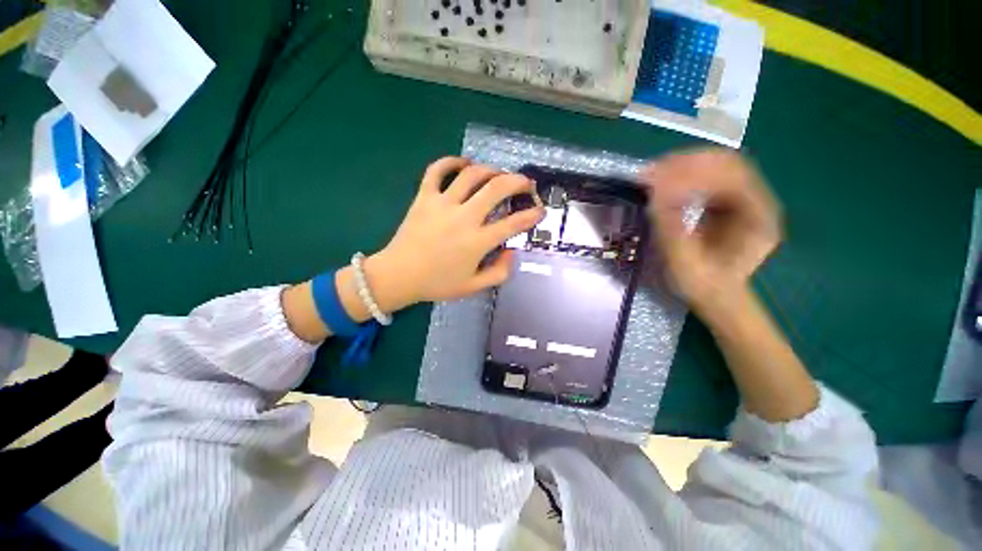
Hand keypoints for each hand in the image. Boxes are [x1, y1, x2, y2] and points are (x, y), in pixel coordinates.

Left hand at [365, 157, 544, 310]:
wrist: (399, 275)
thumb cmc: (437, 283)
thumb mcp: (473, 287)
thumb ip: (499, 273)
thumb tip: (512, 252)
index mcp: (477, 242)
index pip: (513, 224)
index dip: (531, 216)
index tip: (540, 211)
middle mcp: (463, 218)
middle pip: (496, 188)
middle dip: (518, 182)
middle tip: (525, 184)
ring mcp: (442, 203)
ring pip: (471, 174)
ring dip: (490, 169)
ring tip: (498, 174)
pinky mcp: (424, 197)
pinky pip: (437, 170)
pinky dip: (451, 161)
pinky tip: (463, 163)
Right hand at [641, 150, 780, 316]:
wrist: (716, 296)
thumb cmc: (704, 285)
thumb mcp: (685, 262)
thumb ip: (672, 227)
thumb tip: (655, 191)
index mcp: (759, 216)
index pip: (732, 175)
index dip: (694, 172)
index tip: (657, 178)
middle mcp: (757, 200)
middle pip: (725, 164)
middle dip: (685, 164)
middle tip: (650, 173)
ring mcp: (742, 198)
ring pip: (714, 166)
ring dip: (681, 167)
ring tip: (650, 175)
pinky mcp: (725, 201)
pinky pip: (705, 178)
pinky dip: (681, 177)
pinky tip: (661, 183)